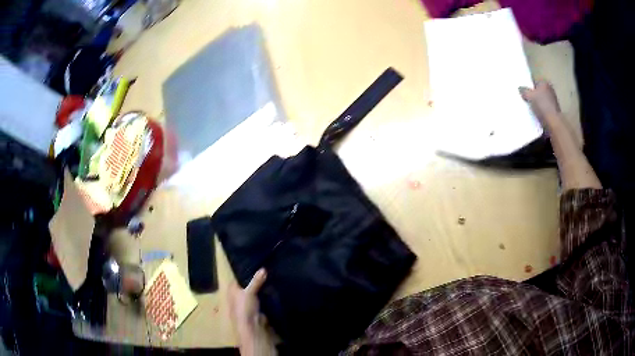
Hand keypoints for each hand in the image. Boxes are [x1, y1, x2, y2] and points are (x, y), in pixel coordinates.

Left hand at [229, 269, 275, 355]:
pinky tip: (271, 287)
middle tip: (265, 267)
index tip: (255, 263)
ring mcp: (246, 301)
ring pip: (254, 290)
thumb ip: (256, 280)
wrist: (250, 326)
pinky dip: (264, 293)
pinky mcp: (255, 307)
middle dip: (254, 278)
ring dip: (260, 286)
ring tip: (270, 275)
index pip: (238, 277)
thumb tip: (263, 269)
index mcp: (232, 289)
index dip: (245, 271)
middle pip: (246, 283)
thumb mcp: (249, 292)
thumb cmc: (244, 307)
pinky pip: (260, 297)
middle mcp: (237, 294)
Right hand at [519, 81, 560, 127]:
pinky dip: (539, 111)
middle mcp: (549, 90)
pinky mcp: (553, 111)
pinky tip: (535, 114)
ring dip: (535, 103)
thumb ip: (524, 91)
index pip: (533, 81)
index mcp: (544, 83)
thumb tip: (520, 89)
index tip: (522, 90)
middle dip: (532, 94)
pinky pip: (543, 108)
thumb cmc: (542, 106)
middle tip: (524, 99)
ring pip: (540, 100)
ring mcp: (552, 101)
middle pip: (537, 91)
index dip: (527, 85)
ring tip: (529, 108)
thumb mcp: (529, 96)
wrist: (553, 123)